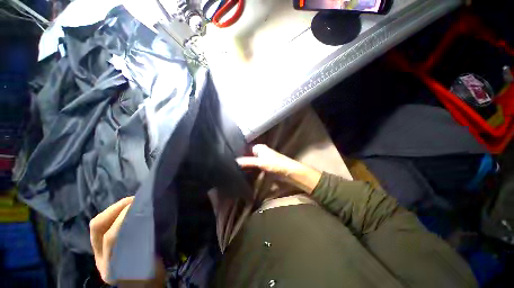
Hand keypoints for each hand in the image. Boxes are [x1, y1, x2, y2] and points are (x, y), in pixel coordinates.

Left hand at [90, 197, 165, 286]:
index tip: (139, 204)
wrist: (143, 287)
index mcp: (112, 265)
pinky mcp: (101, 250)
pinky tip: (125, 211)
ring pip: (97, 227)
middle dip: (115, 209)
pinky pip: (102, 228)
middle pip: (98, 228)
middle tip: (134, 200)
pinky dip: (113, 215)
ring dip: (113, 210)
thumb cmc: (150, 274)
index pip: (111, 236)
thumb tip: (150, 218)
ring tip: (130, 202)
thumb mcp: (152, 261)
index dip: (122, 218)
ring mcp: (99, 254)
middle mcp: (101, 259)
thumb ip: (148, 241)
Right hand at [237, 145, 321, 192]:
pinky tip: (247, 173)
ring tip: (238, 170)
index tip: (232, 160)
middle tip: (234, 166)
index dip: (240, 154)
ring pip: (252, 161)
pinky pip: (256, 166)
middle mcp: (261, 151)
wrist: (289, 172)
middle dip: (243, 160)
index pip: (246, 149)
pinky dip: (252, 169)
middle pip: (249, 155)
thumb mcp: (261, 162)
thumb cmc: (276, 164)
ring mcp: (263, 159)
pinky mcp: (266, 165)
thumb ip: (248, 162)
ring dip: (247, 165)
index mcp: (260, 147)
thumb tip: (235, 161)